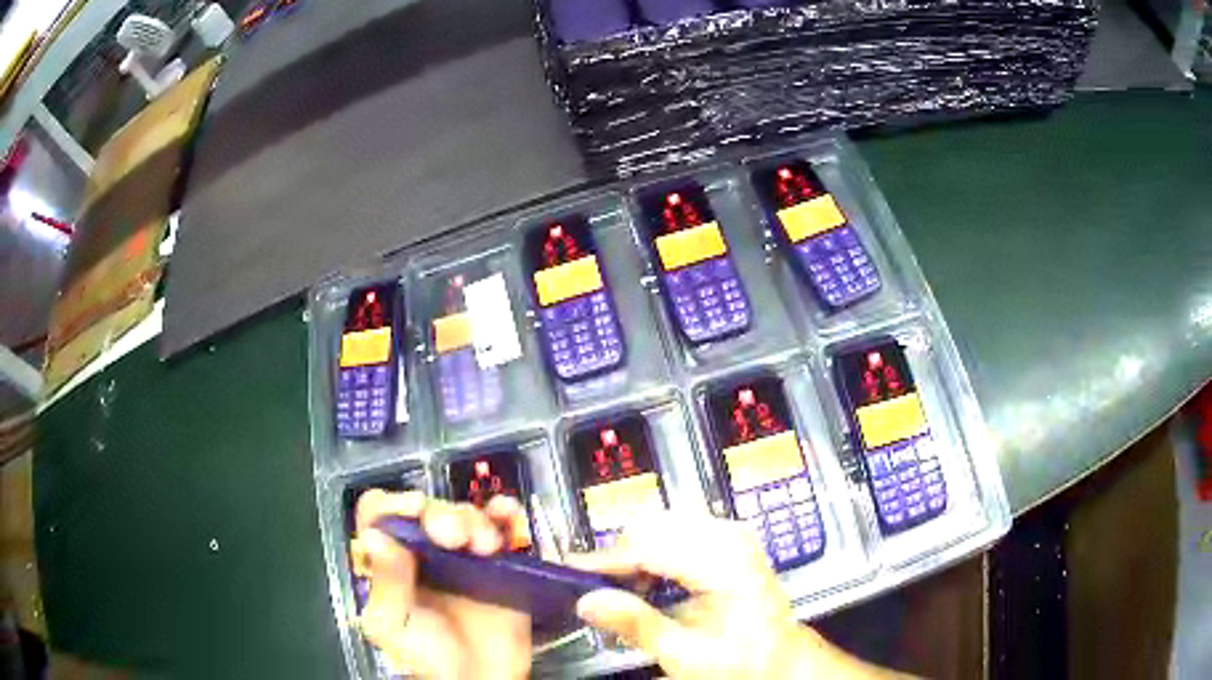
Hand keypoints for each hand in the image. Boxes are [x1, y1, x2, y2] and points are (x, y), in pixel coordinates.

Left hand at [350, 490, 530, 679]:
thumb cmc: (429, 659)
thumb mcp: (394, 628)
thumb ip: (385, 586)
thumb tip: (375, 536)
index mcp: (392, 562)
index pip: (381, 514)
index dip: (394, 505)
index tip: (414, 513)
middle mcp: (424, 552)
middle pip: (428, 510)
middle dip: (442, 515)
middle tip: (455, 538)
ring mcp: (464, 557)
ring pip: (465, 514)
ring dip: (475, 519)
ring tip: (486, 546)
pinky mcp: (499, 564)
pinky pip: (502, 528)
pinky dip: (505, 513)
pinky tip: (506, 515)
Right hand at [570, 514, 905, 679]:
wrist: (782, 657)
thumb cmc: (744, 661)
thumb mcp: (687, 655)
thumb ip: (636, 625)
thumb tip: (588, 601)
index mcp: (725, 564)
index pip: (650, 545)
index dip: (605, 559)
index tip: (572, 573)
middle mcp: (730, 538)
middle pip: (654, 525)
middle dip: (620, 555)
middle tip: (598, 589)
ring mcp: (732, 534)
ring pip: (663, 523)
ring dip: (636, 552)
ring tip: (625, 589)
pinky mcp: (730, 539)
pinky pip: (678, 529)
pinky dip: (655, 551)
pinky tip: (650, 581)